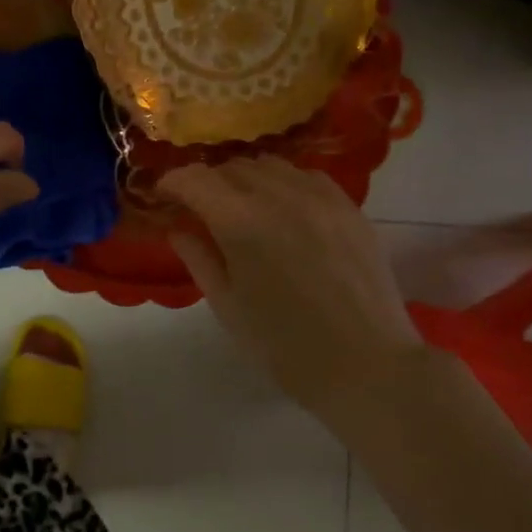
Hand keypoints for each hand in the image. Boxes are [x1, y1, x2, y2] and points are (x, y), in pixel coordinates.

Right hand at [158, 159, 419, 419]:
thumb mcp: (228, 307)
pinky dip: (285, 183)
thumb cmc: (285, 347)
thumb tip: (178, 229)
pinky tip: (286, 210)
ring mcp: (318, 196)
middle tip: (203, 210)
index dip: (172, 182)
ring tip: (245, 207)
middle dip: (209, 183)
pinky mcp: (348, 205)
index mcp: (240, 221)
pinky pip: (306, 176)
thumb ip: (199, 259)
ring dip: (246, 179)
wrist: (367, 365)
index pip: (194, 179)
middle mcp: (278, 194)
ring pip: (269, 165)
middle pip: (231, 167)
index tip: (164, 196)